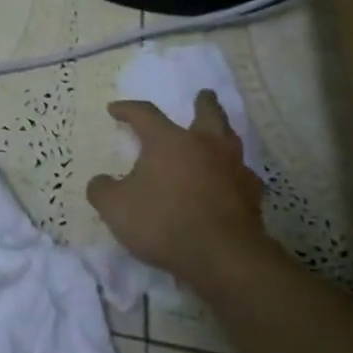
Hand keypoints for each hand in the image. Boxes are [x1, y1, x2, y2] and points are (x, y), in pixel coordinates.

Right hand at [86, 93, 266, 288]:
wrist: (222, 256)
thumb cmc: (163, 222)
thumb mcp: (115, 208)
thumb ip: (103, 190)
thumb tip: (101, 182)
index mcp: (169, 141)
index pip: (145, 114)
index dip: (127, 109)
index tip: (114, 110)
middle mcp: (205, 146)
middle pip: (208, 114)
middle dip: (204, 103)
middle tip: (203, 95)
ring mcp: (233, 170)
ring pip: (231, 141)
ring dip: (223, 135)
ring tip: (219, 138)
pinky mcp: (251, 197)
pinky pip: (243, 176)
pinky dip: (234, 174)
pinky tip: (230, 183)